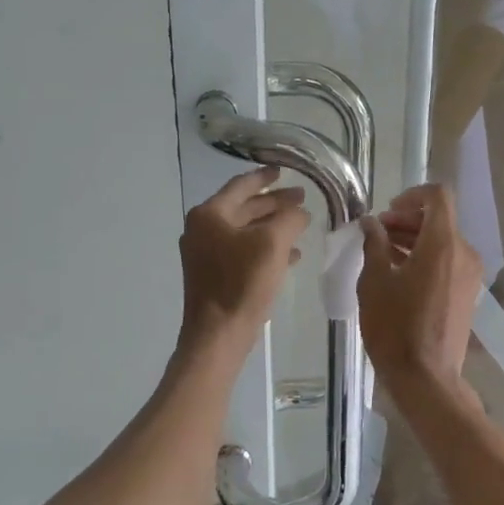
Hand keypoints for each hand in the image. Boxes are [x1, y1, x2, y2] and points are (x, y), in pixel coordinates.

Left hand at [179, 166, 309, 356]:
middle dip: (274, 203)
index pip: (241, 185)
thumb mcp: (273, 243)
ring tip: (301, 225)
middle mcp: (202, 229)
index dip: (265, 177)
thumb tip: (300, 211)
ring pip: (245, 231)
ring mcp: (205, 254)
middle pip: (244, 208)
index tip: (284, 170)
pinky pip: (243, 252)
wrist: (218, 334)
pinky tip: (291, 255)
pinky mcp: (214, 275)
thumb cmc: (242, 283)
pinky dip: (265, 249)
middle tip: (302, 198)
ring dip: (273, 227)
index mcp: (210, 214)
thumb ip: (289, 218)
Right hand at [357, 184, 481, 391]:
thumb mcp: (374, 281)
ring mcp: (469, 275)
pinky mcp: (467, 293)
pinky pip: (448, 261)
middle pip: (440, 219)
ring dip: (415, 238)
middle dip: (408, 219)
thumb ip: (374, 244)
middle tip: (377, 232)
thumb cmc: (395, 327)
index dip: (412, 195)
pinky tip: (400, 273)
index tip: (387, 211)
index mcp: (443, 244)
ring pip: (444, 241)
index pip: (438, 197)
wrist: (426, 377)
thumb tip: (371, 223)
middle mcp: (464, 253)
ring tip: (384, 252)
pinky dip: (426, 257)